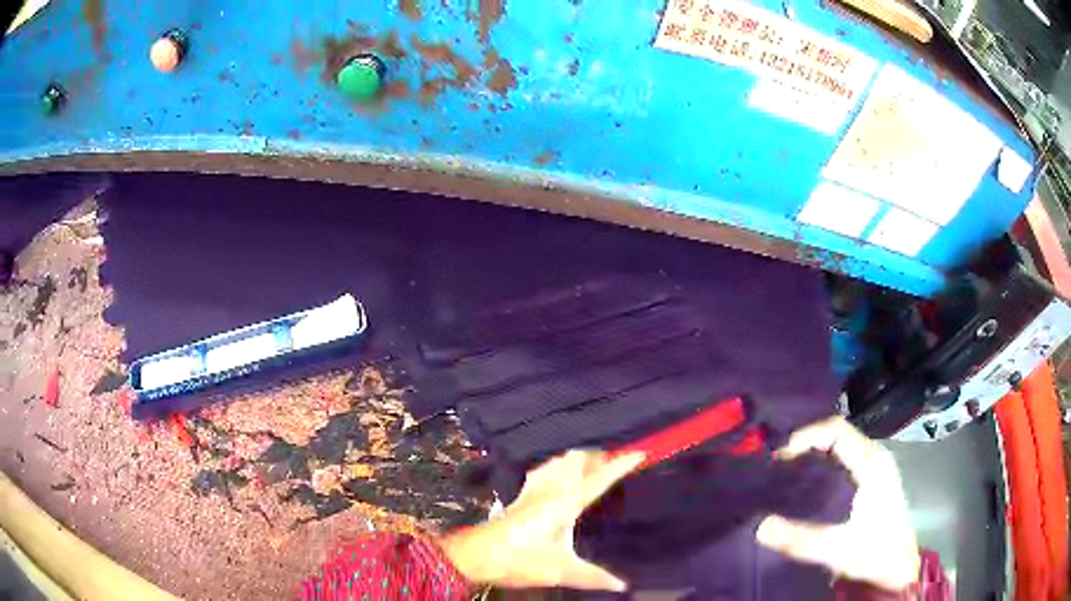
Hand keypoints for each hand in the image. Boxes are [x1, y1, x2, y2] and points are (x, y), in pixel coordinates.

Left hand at [441, 449, 644, 590]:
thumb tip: (622, 585)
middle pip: (577, 460)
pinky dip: (559, 465)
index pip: (599, 478)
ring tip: (594, 463)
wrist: (477, 555)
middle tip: (616, 460)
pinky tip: (558, 473)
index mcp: (566, 503)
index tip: (639, 452)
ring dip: (578, 458)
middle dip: (598, 455)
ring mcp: (533, 489)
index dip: (619, 465)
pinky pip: (545, 470)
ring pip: (560, 461)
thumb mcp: (560, 570)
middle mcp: (551, 489)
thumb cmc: (520, 560)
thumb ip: (593, 576)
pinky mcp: (521, 495)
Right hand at [755, 417, 920, 591]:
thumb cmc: (875, 554)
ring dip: (811, 453)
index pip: (837, 430)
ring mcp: (874, 466)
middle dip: (804, 444)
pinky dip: (820, 462)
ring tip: (783, 473)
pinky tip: (805, 483)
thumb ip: (803, 540)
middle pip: (836, 434)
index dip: (806, 436)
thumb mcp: (840, 550)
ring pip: (839, 444)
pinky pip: (842, 457)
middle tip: (774, 467)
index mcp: (872, 465)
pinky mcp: (871, 478)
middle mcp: (874, 457)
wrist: (898, 566)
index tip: (779, 458)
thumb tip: (761, 527)